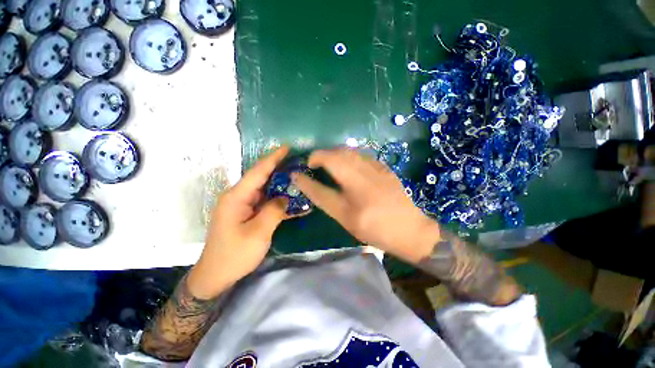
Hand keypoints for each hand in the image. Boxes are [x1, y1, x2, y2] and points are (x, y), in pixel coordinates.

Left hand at [188, 146, 296, 298]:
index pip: (258, 172)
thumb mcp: (257, 233)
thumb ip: (273, 211)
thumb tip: (285, 198)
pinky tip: (292, 200)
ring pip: (265, 189)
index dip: (273, 158)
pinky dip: (278, 199)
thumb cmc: (234, 255)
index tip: (286, 147)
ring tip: (298, 176)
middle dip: (279, 168)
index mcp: (237, 197)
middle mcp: (239, 197)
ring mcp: (243, 205)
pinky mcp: (247, 213)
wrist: (216, 276)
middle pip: (261, 178)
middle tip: (297, 161)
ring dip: (281, 184)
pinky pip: (265, 202)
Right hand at [292, 148, 440, 262]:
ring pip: (350, 151)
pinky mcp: (384, 167)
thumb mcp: (345, 217)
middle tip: (314, 165)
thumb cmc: (375, 228)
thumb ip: (323, 196)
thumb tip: (303, 181)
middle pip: (338, 153)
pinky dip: (348, 156)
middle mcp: (366, 172)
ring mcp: (377, 167)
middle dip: (322, 155)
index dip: (311, 165)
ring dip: (334, 154)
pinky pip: (361, 155)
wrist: (411, 229)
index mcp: (355, 186)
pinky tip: (347, 167)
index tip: (301, 169)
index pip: (327, 166)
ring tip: (328, 164)